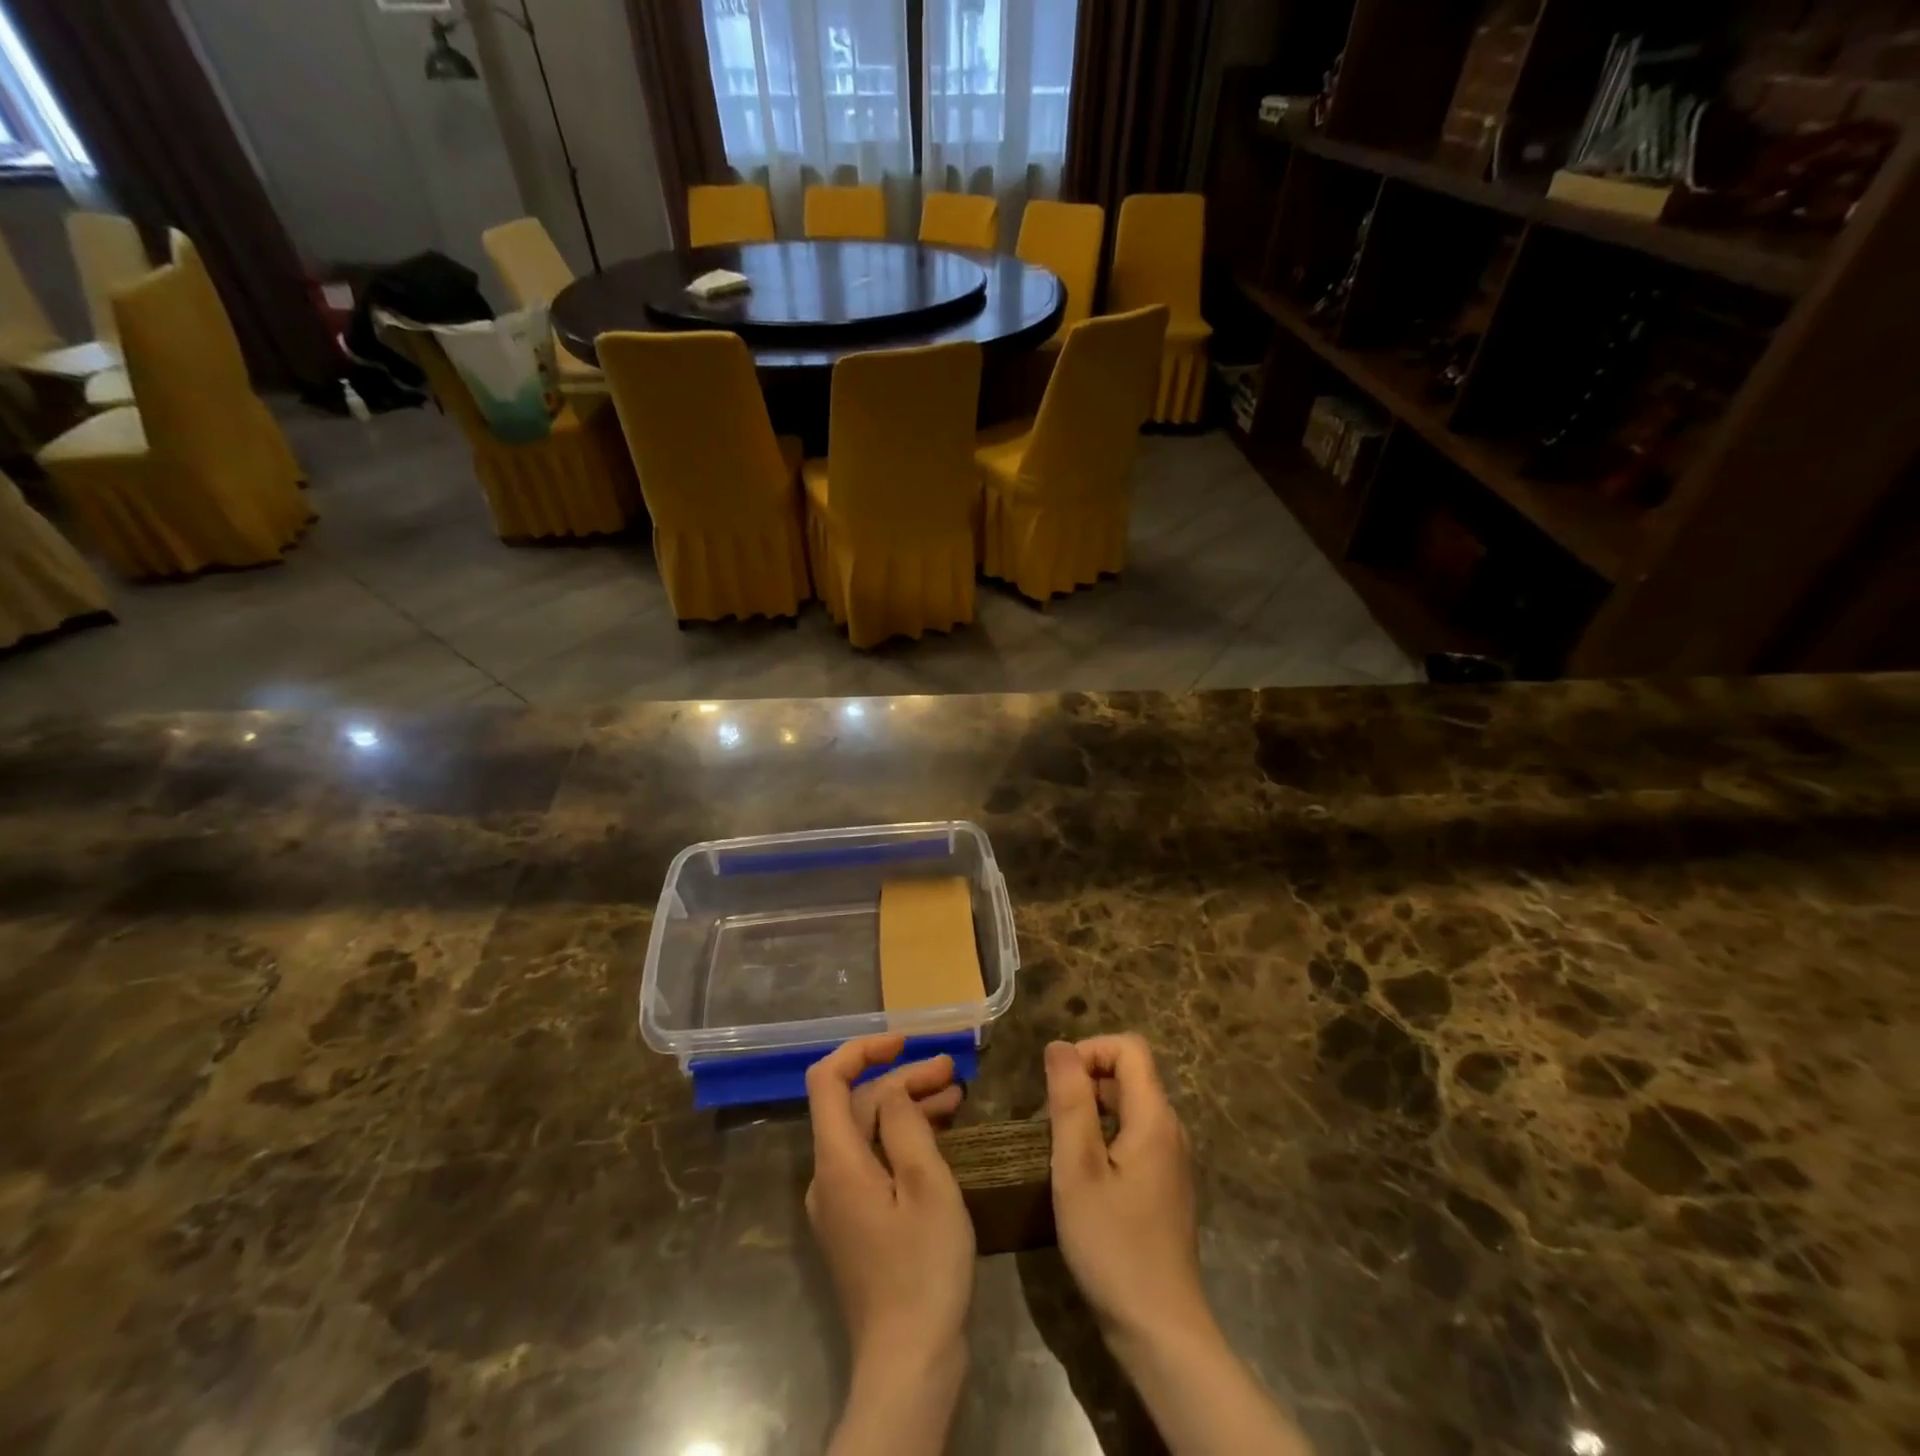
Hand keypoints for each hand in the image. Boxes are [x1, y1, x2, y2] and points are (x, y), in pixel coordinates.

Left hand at [806, 1035, 974, 1366]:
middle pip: (856, 1106)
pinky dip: (904, 1141)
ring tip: (956, 1097)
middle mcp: (828, 1176)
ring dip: (908, 1109)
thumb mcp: (926, 1185)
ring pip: (868, 1134)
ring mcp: (840, 1203)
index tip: (905, 1042)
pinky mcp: (857, 1224)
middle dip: (902, 1080)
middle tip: (952, 1072)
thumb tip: (893, 1092)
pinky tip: (940, 1137)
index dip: (862, 1050)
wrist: (908, 1364)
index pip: (827, 1080)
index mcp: (837, 1161)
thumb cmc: (923, 1268)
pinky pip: (874, 1163)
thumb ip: (905, 1125)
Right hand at [1045, 1034, 1207, 1345]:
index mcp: (1154, 1117)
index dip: (1090, 1050)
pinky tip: (1082, 1175)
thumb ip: (1069, 1101)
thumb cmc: (1112, 1245)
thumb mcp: (1078, 1169)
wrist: (1160, 1331)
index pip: (1129, 1047)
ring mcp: (1171, 1161)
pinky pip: (1134, 1136)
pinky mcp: (1165, 1187)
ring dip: (1091, 1109)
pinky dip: (1105, 1136)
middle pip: (1130, 1074)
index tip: (1057, 1083)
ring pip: (1130, 1107)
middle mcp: (1170, 1130)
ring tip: (1059, 1145)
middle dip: (1086, 1079)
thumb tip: (1059, 1045)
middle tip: (1049, 1118)